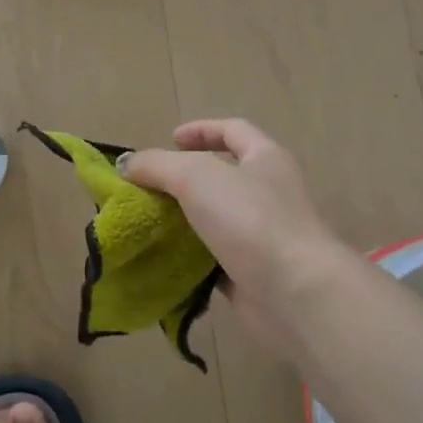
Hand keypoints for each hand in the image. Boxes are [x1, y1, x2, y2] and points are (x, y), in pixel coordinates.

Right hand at [124, 119, 352, 358]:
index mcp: (265, 158)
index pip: (234, 130)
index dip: (202, 130)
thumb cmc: (250, 219)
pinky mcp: (253, 274)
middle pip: (223, 176)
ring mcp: (263, 235)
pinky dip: (190, 259)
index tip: (169, 140)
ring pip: (216, 220)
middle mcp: (269, 192)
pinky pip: (215, 260)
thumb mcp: (196, 177)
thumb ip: (158, 165)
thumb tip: (127, 163)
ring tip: (146, 223)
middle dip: (184, 180)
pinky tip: (162, 261)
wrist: (295, 293)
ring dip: (184, 221)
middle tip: (147, 188)